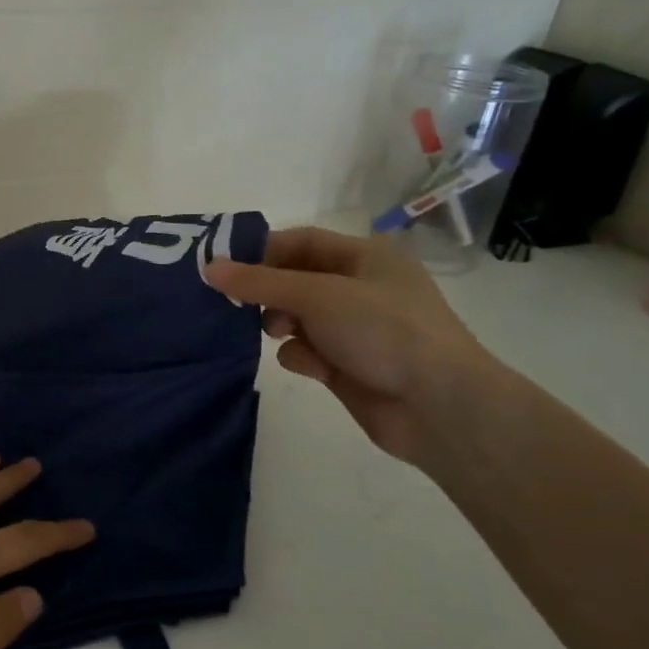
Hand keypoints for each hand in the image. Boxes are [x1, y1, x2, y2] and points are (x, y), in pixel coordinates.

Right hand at [206, 226, 498, 466]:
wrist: (439, 407)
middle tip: (237, 304)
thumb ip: (259, 282)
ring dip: (280, 325)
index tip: (223, 267)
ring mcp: (354, 329)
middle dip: (267, 292)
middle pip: (295, 280)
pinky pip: (307, 351)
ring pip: (296, 317)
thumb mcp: (317, 295)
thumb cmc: (383, 331)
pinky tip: (311, 368)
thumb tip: (208, 267)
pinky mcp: (348, 365)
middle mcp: (360, 288)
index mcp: (365, 257)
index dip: (261, 250)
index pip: (301, 241)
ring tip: (277, 334)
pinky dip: (301, 356)